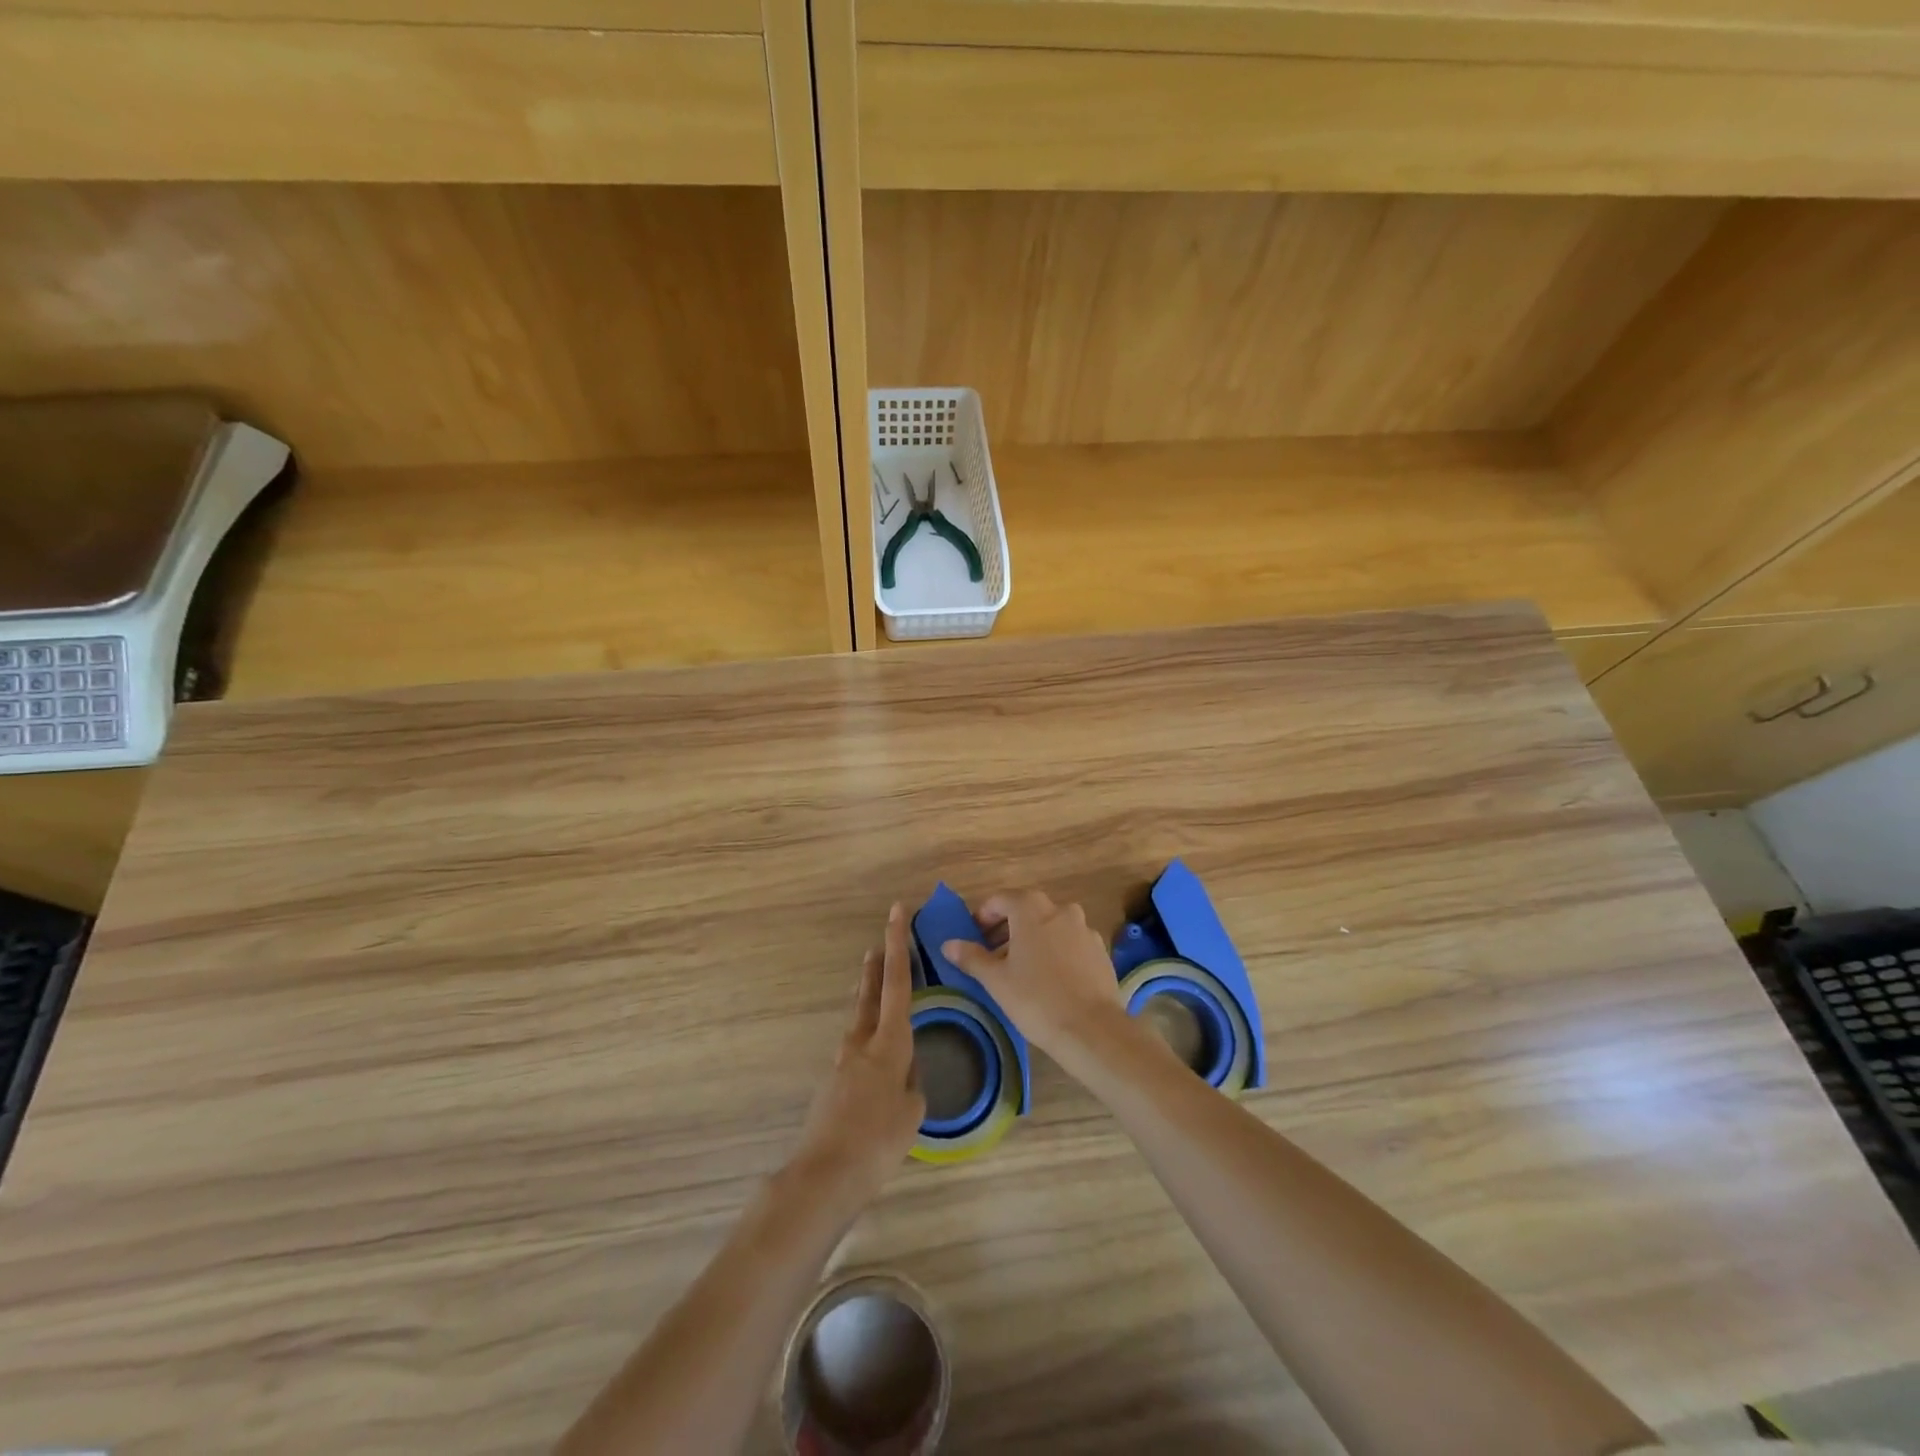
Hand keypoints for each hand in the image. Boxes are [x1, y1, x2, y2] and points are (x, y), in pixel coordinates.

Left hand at [792, 904, 924, 1212]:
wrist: (825, 1173)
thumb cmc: (879, 1140)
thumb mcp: (912, 1110)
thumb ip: (911, 1080)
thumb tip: (904, 1070)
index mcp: (889, 1042)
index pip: (898, 982)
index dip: (899, 944)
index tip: (898, 911)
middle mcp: (862, 1041)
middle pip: (873, 990)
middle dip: (880, 961)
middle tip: (883, 937)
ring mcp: (843, 1059)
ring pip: (862, 1016)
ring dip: (872, 995)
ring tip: (878, 982)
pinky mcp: (833, 1080)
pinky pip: (857, 1047)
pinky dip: (870, 1036)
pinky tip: (878, 1056)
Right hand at [941, 889, 1128, 1059]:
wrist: (1092, 1030)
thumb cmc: (1036, 999)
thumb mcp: (996, 980)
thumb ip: (972, 957)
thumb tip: (948, 944)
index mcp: (1032, 909)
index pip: (1000, 900)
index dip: (983, 917)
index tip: (974, 939)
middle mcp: (1061, 910)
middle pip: (1026, 910)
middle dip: (1007, 929)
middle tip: (993, 956)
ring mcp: (1085, 929)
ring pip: (1050, 926)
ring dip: (1032, 940)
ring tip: (1021, 970)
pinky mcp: (1100, 951)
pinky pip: (1070, 943)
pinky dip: (1056, 951)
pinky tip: (1051, 979)